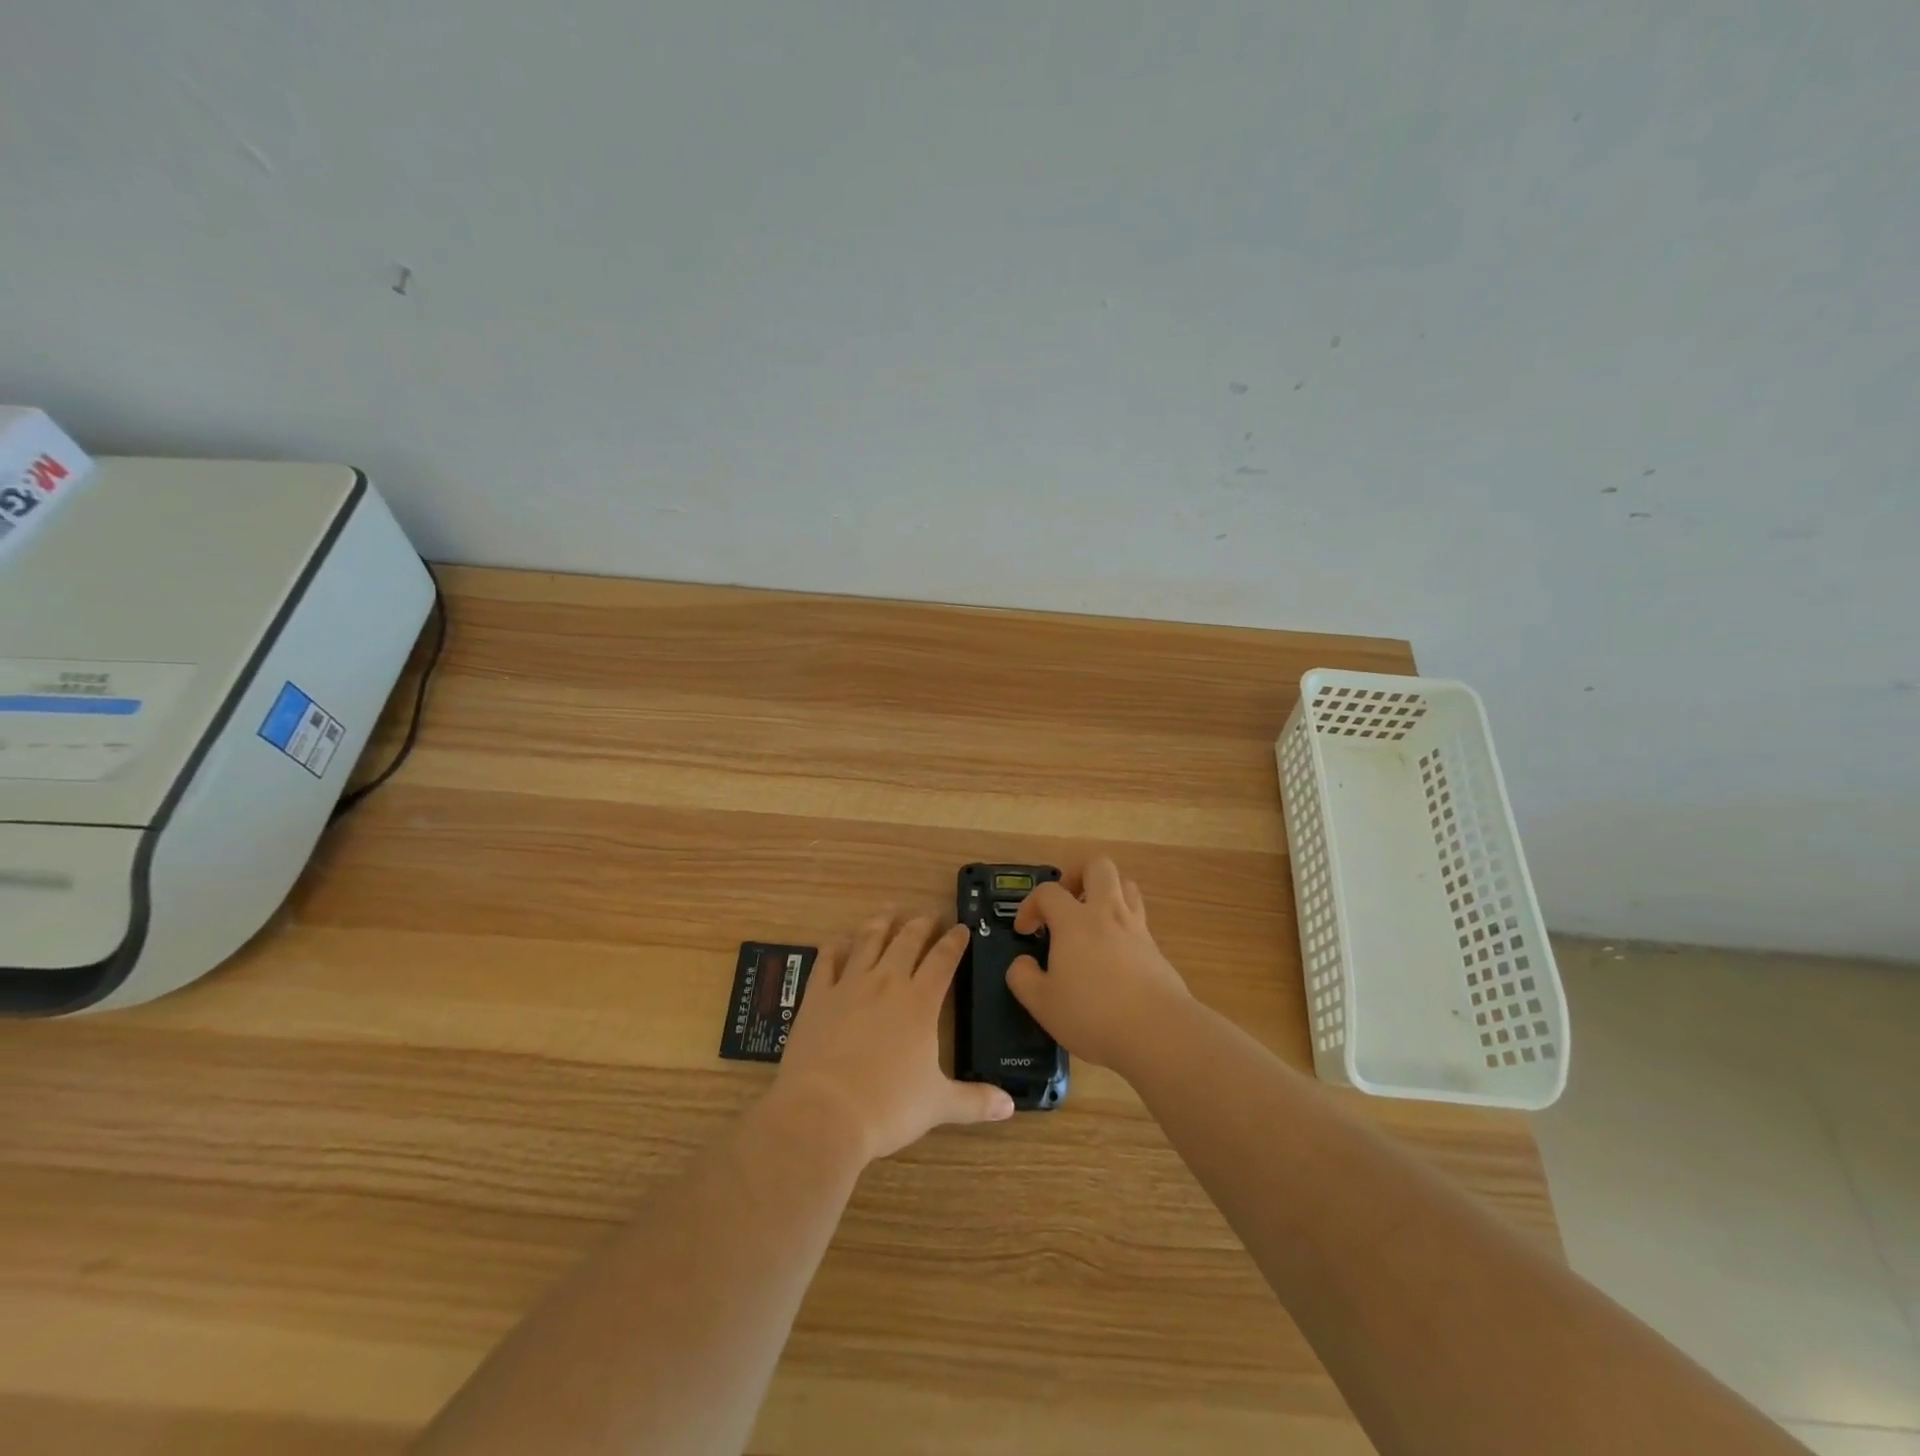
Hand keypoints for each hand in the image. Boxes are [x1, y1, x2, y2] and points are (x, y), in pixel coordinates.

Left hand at [773, 914, 1015, 1162]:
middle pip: (907, 940)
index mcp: (920, 1002)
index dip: (954, 941)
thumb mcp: (938, 1105)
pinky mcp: (817, 996)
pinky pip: (827, 960)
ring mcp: (849, 985)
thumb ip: (975, 1101)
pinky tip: (840, 941)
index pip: (943, 959)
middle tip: (930, 914)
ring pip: (868, 940)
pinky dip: (836, 946)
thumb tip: (1010, 1107)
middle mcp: (887, 982)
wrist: (824, 1113)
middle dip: (922, 923)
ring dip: (881, 923)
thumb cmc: (888, 1108)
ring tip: (889, 912)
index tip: (962, 928)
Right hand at [1008, 857, 1190, 1077]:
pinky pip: (1138, 918)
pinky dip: (1123, 923)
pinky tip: (1114, 952)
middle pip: (1098, 867)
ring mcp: (1136, 928)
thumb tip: (1021, 963)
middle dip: (1077, 875)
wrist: (1158, 1031)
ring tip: (1092, 918)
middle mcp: (1107, 913)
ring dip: (1106, 892)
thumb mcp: (1042, 1003)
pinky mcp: (1156, 948)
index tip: (1025, 931)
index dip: (1030, 905)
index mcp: (1074, 921)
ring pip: (1126, 885)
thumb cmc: (1092, 1014)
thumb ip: (1023, 978)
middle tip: (1066, 901)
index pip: (1048, 891)